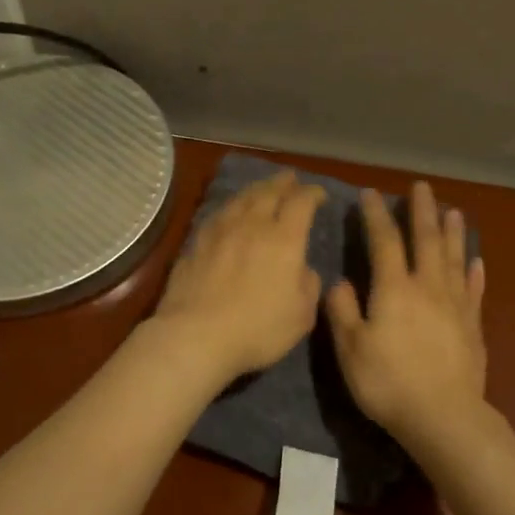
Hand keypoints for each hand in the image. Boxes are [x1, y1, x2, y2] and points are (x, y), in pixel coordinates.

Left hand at [155, 169, 327, 383]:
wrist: (196, 336)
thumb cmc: (257, 329)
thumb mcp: (301, 315)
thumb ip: (308, 285)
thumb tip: (303, 269)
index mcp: (284, 239)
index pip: (301, 203)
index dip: (313, 194)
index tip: (319, 194)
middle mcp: (252, 226)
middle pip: (269, 192)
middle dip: (283, 182)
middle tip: (291, 178)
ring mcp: (220, 232)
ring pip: (241, 199)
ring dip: (256, 189)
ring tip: (262, 187)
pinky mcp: (195, 244)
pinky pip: (218, 215)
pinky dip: (230, 207)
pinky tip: (229, 211)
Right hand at [325, 181, 487, 443]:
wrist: (443, 416)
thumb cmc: (389, 383)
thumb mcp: (351, 349)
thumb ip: (343, 311)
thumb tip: (338, 281)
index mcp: (394, 290)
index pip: (384, 242)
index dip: (376, 216)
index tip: (371, 193)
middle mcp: (427, 287)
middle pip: (426, 240)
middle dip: (422, 211)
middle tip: (422, 187)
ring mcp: (455, 305)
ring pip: (454, 258)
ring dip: (453, 232)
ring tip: (454, 211)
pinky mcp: (472, 325)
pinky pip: (474, 290)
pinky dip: (475, 273)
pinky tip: (477, 262)